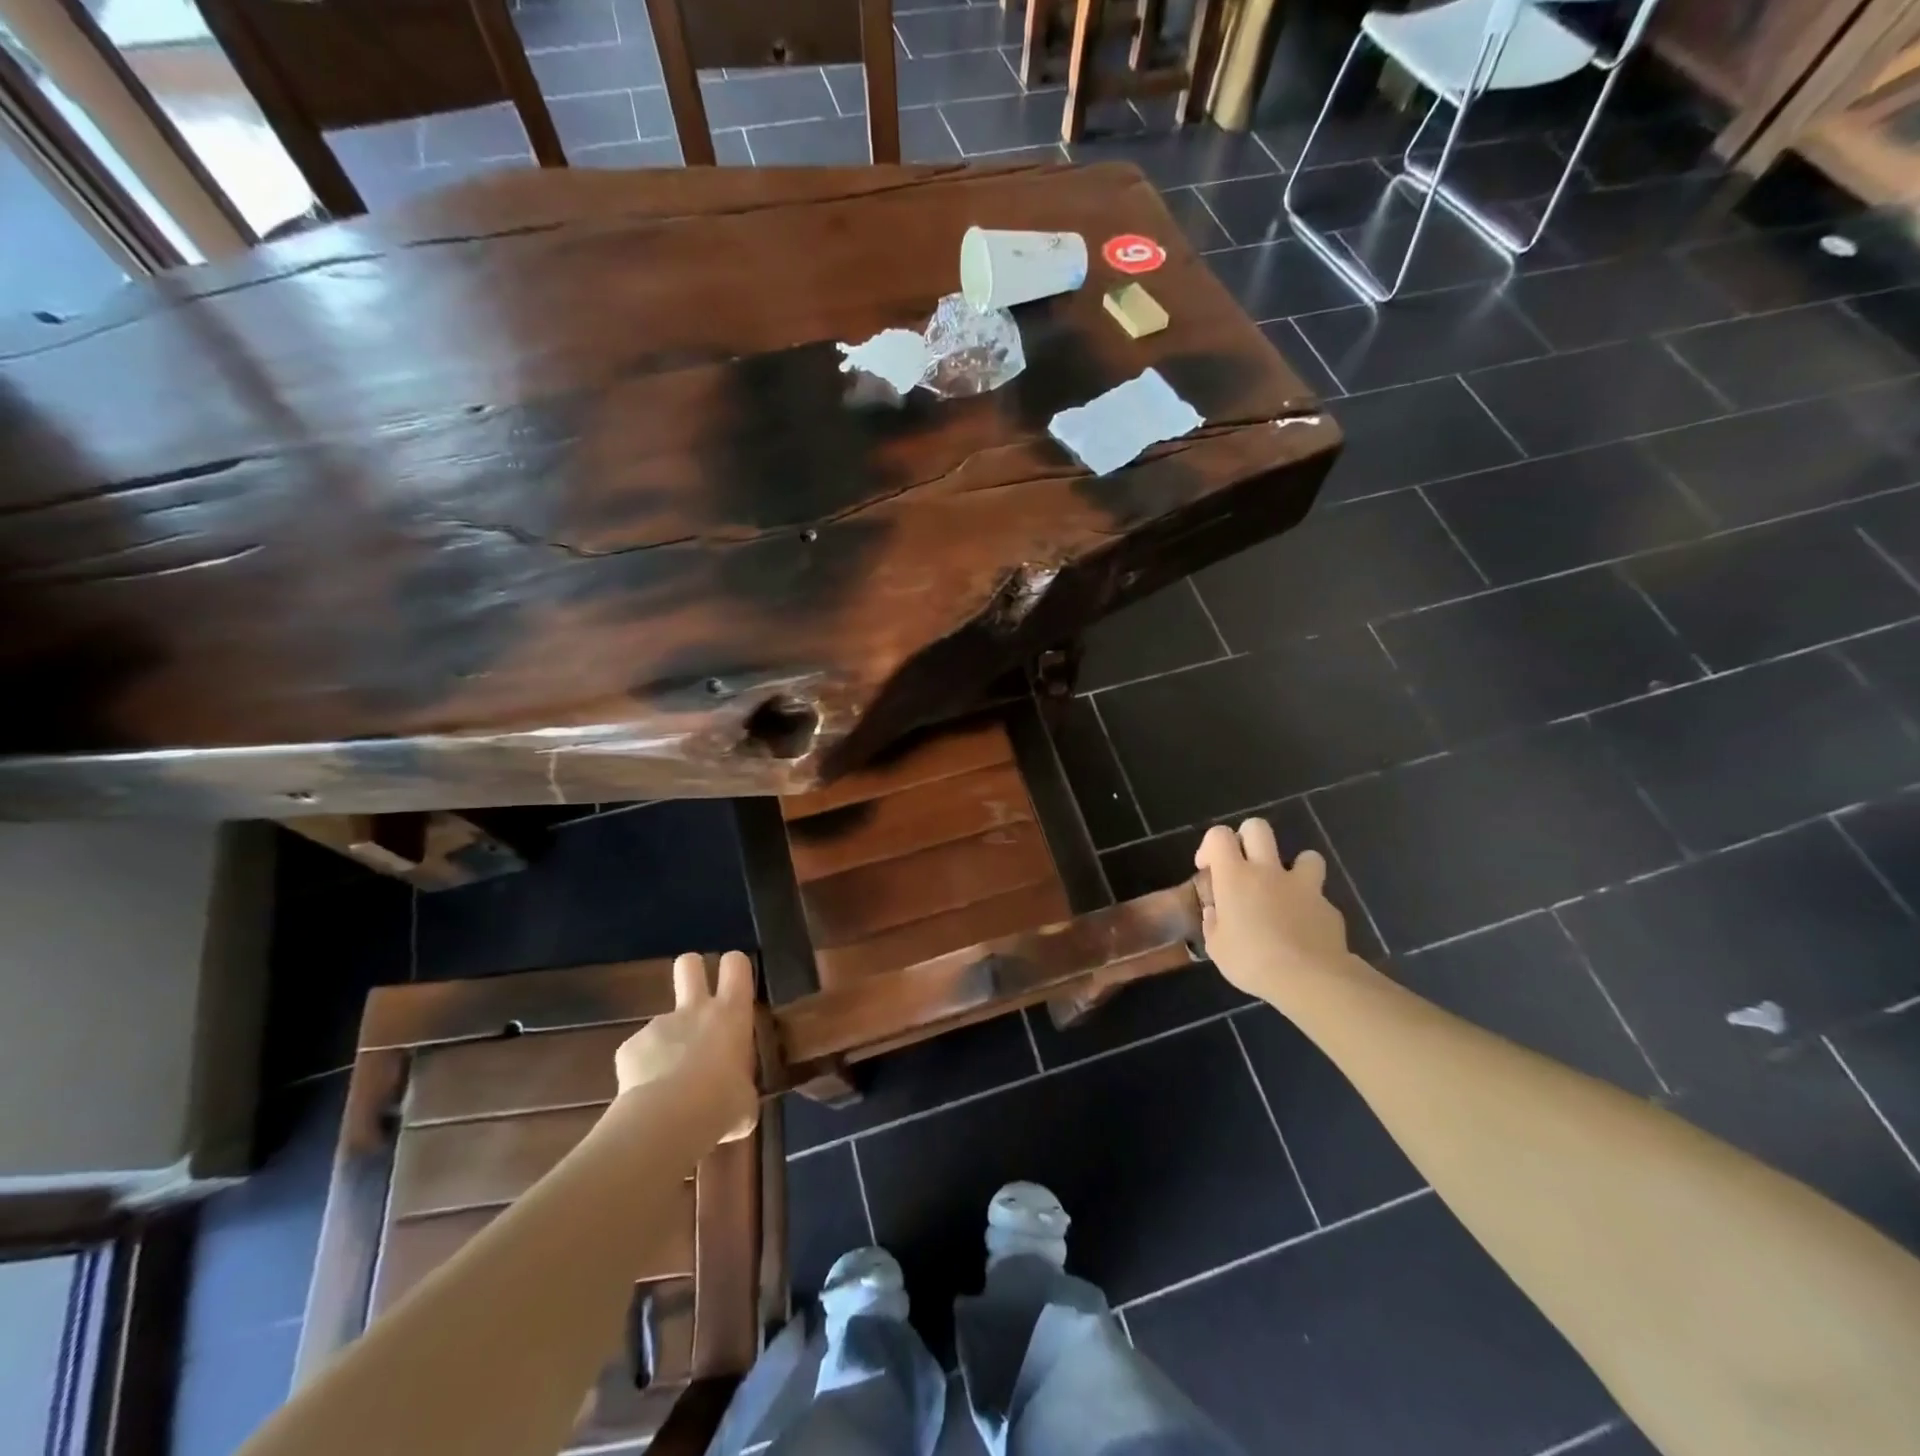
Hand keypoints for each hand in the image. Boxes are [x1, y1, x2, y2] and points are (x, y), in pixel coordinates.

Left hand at [613, 951, 757, 1139]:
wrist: (668, 1120)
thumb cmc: (722, 1104)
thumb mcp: (745, 1099)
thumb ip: (741, 1087)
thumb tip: (737, 1099)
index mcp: (731, 1014)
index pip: (736, 965)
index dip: (734, 967)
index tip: (735, 983)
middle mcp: (695, 1009)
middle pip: (689, 964)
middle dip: (692, 970)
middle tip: (696, 995)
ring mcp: (659, 1024)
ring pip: (663, 1023)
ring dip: (667, 1044)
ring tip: (668, 1086)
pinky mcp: (628, 1047)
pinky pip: (639, 1054)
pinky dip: (642, 1071)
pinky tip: (646, 1098)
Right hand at [1195, 820, 1351, 998]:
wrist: (1310, 979)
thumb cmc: (1251, 961)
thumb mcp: (1217, 948)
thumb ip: (1214, 923)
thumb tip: (1215, 912)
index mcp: (1235, 877)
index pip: (1219, 836)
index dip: (1210, 846)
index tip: (1208, 869)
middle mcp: (1268, 871)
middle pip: (1258, 828)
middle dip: (1248, 838)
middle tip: (1243, 865)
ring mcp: (1303, 886)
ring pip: (1305, 855)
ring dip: (1294, 867)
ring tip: (1286, 891)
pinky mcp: (1328, 907)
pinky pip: (1319, 897)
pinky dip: (1310, 907)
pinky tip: (1304, 930)